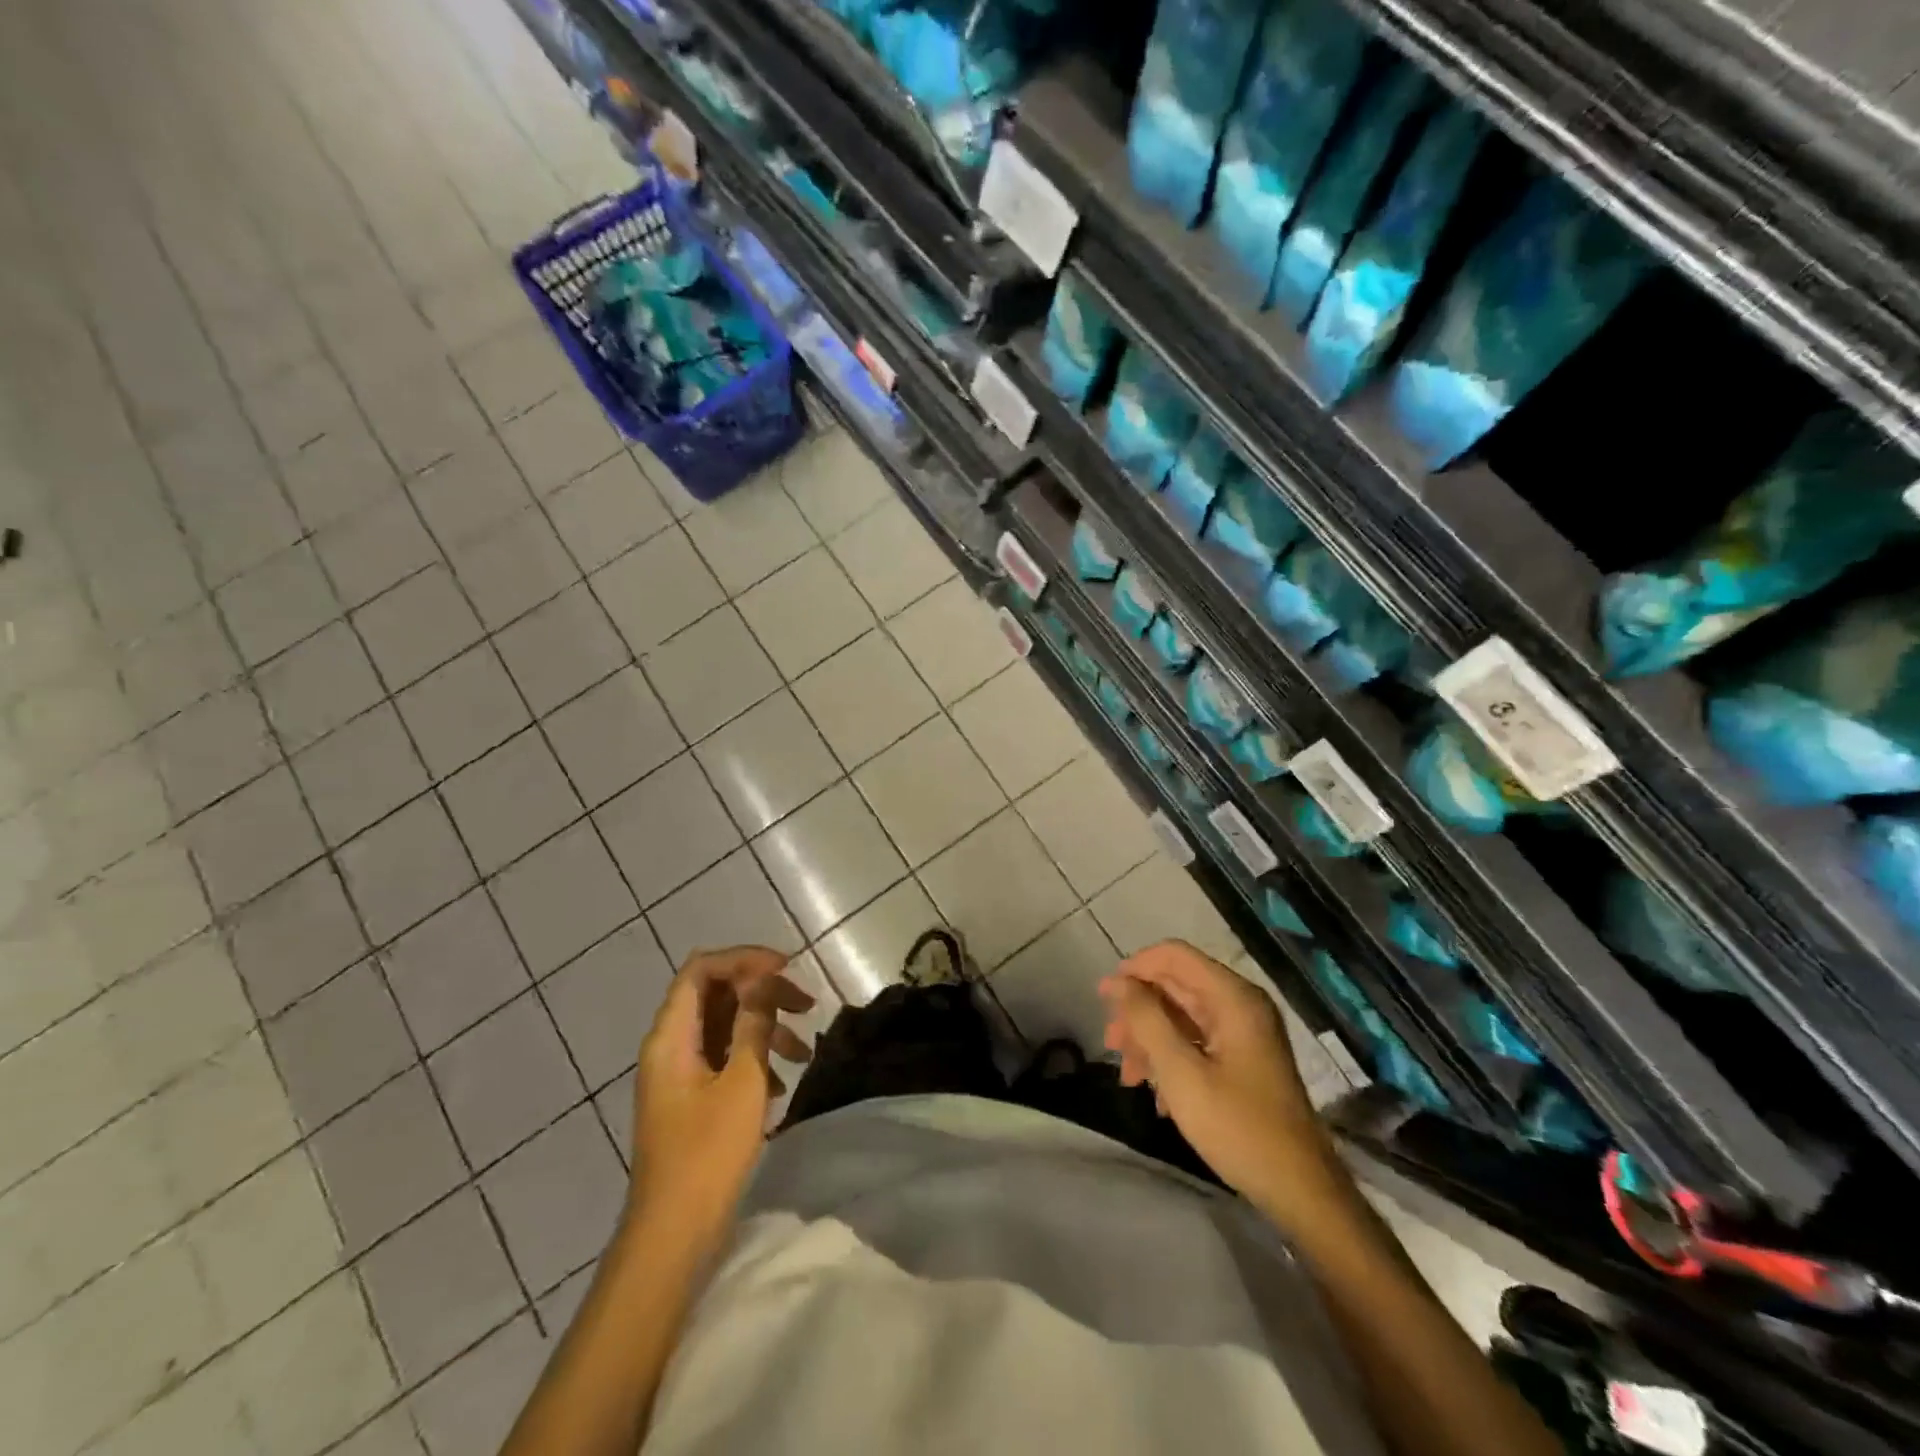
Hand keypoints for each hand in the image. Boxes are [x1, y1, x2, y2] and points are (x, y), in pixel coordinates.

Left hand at [630, 947, 813, 1234]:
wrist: (673, 1236)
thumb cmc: (708, 1154)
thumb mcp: (742, 1081)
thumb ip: (753, 1023)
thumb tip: (763, 978)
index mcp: (671, 1036)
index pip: (702, 969)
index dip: (744, 959)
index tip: (787, 968)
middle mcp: (670, 1045)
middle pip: (716, 993)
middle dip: (762, 991)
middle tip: (806, 1004)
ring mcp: (679, 1073)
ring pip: (724, 1026)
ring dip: (764, 1027)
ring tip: (802, 1050)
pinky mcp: (691, 1097)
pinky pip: (724, 1057)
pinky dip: (754, 1058)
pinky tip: (780, 1085)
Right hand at [1099, 940, 1326, 1205]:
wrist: (1299, 1191)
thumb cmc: (1238, 1127)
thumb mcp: (1181, 1073)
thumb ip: (1147, 1020)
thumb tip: (1118, 982)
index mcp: (1232, 998)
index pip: (1174, 956)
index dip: (1135, 968)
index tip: (1105, 999)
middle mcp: (1240, 1005)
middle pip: (1175, 985)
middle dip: (1138, 1011)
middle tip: (1111, 1045)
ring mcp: (1244, 1033)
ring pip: (1182, 1016)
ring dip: (1150, 1039)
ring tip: (1129, 1077)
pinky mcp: (1243, 1059)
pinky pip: (1196, 1041)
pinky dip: (1171, 1058)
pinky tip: (1157, 1095)